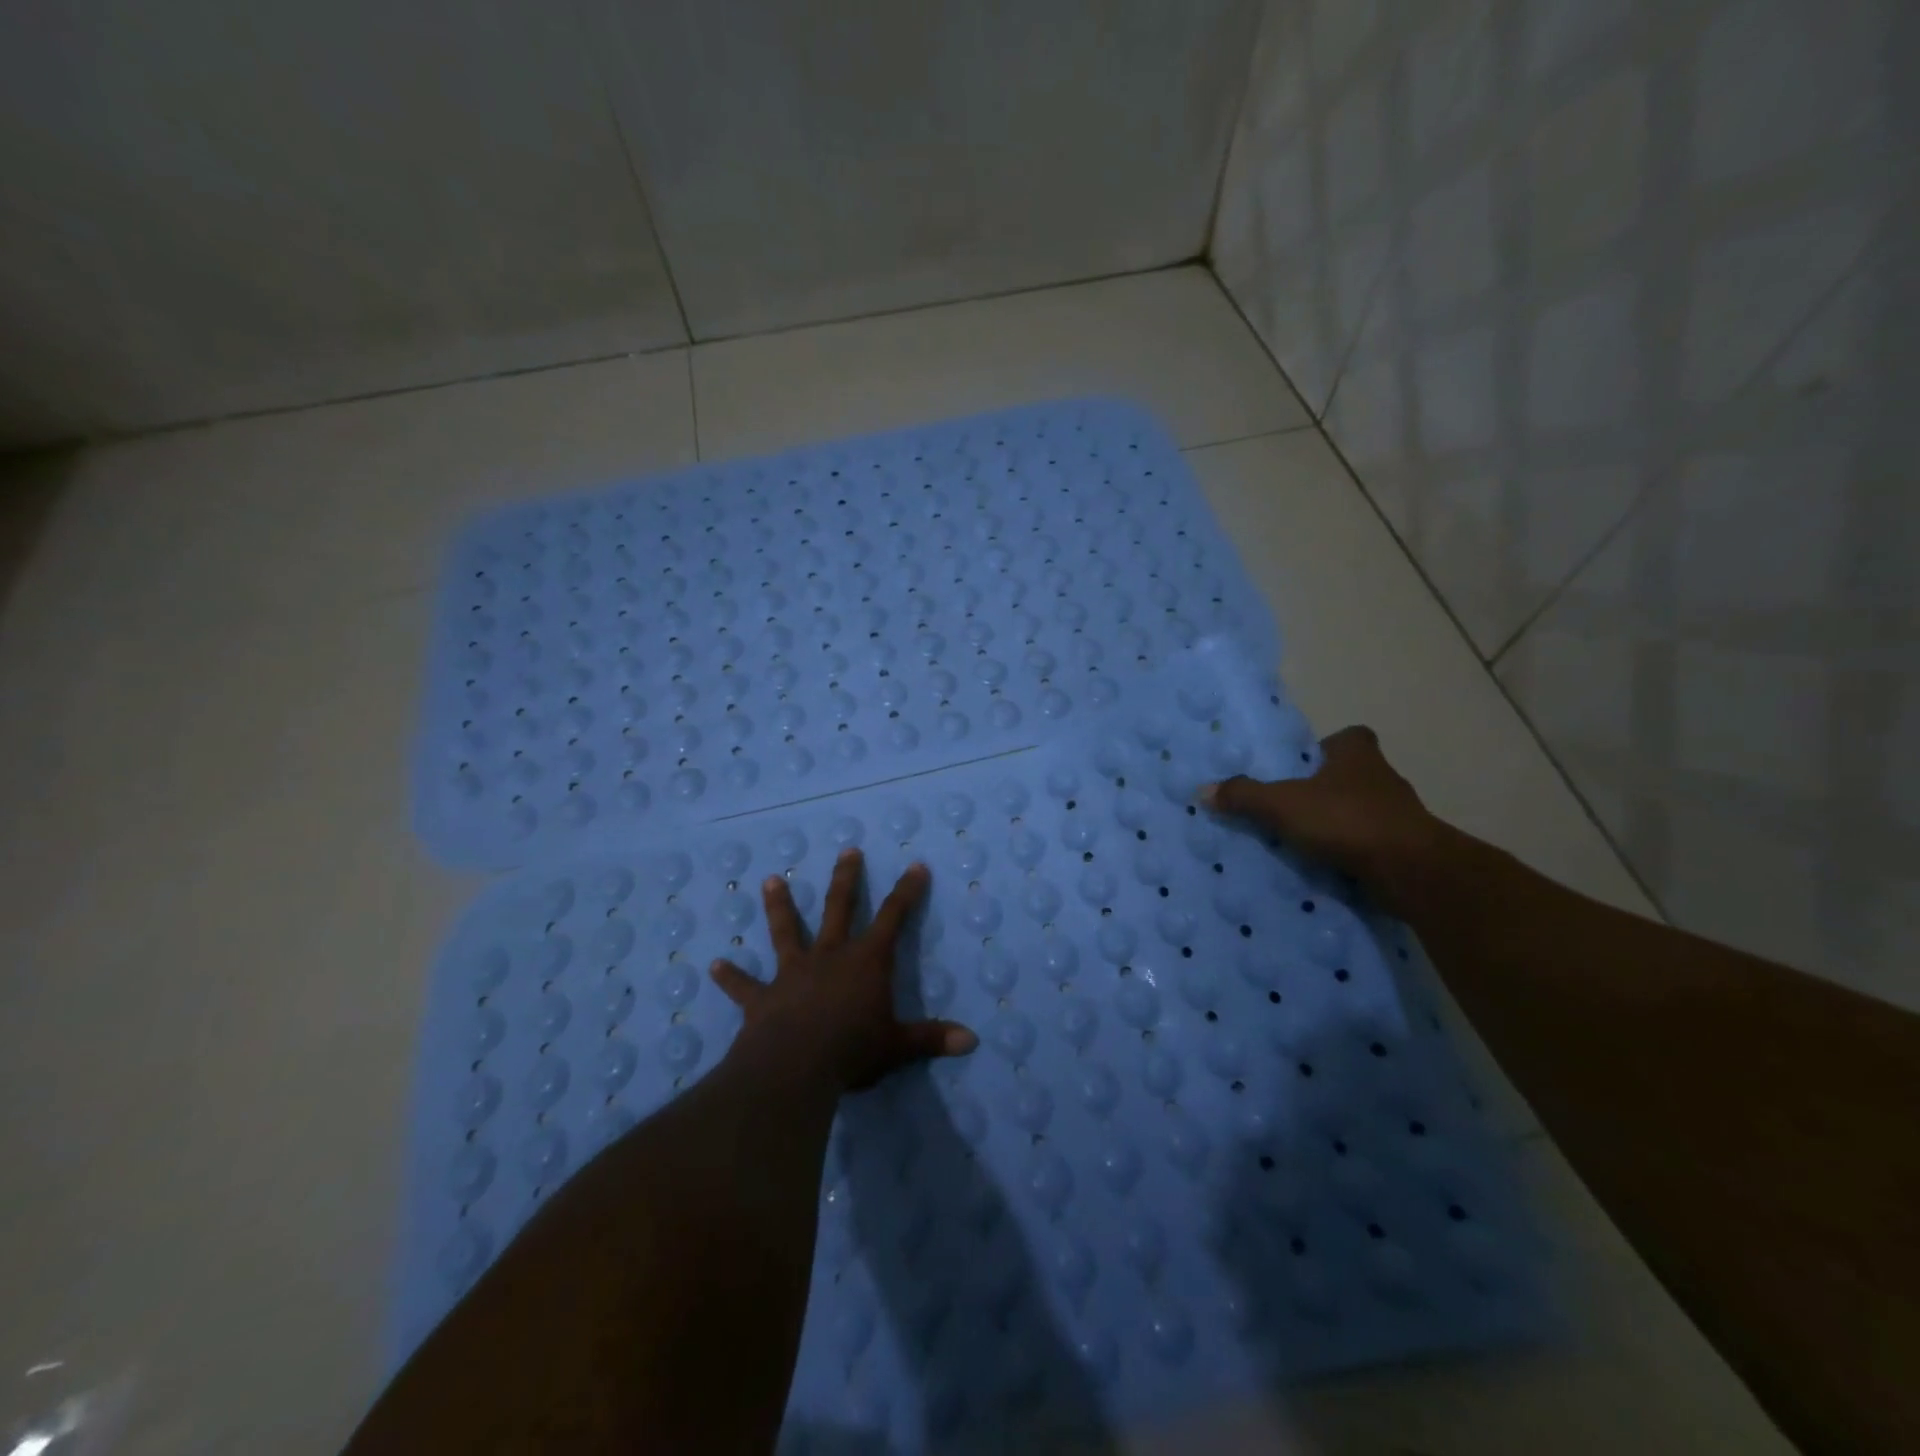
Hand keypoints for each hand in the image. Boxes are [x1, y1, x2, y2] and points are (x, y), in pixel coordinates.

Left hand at [710, 850, 978, 1091]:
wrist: (794, 1067)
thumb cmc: (852, 1050)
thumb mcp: (898, 1046)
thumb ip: (932, 1039)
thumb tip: (972, 1041)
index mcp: (865, 962)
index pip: (893, 918)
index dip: (907, 892)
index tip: (915, 866)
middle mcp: (829, 956)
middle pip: (838, 908)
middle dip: (846, 879)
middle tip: (847, 852)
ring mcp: (792, 973)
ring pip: (786, 931)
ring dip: (779, 907)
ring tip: (770, 880)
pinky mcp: (763, 998)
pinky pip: (744, 985)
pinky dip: (730, 976)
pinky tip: (714, 965)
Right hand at [1200, 725, 1444, 911]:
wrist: (1410, 870)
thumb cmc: (1346, 820)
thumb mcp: (1282, 804)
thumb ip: (1244, 796)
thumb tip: (1203, 790)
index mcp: (1358, 755)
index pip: (1350, 737)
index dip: (1329, 747)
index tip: (1305, 764)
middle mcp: (1383, 779)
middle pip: (1352, 775)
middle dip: (1326, 788)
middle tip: (1291, 805)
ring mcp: (1398, 816)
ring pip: (1362, 811)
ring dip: (1338, 823)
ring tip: (1302, 840)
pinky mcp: (1405, 849)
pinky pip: (1370, 845)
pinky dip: (1351, 853)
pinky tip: (1326, 867)